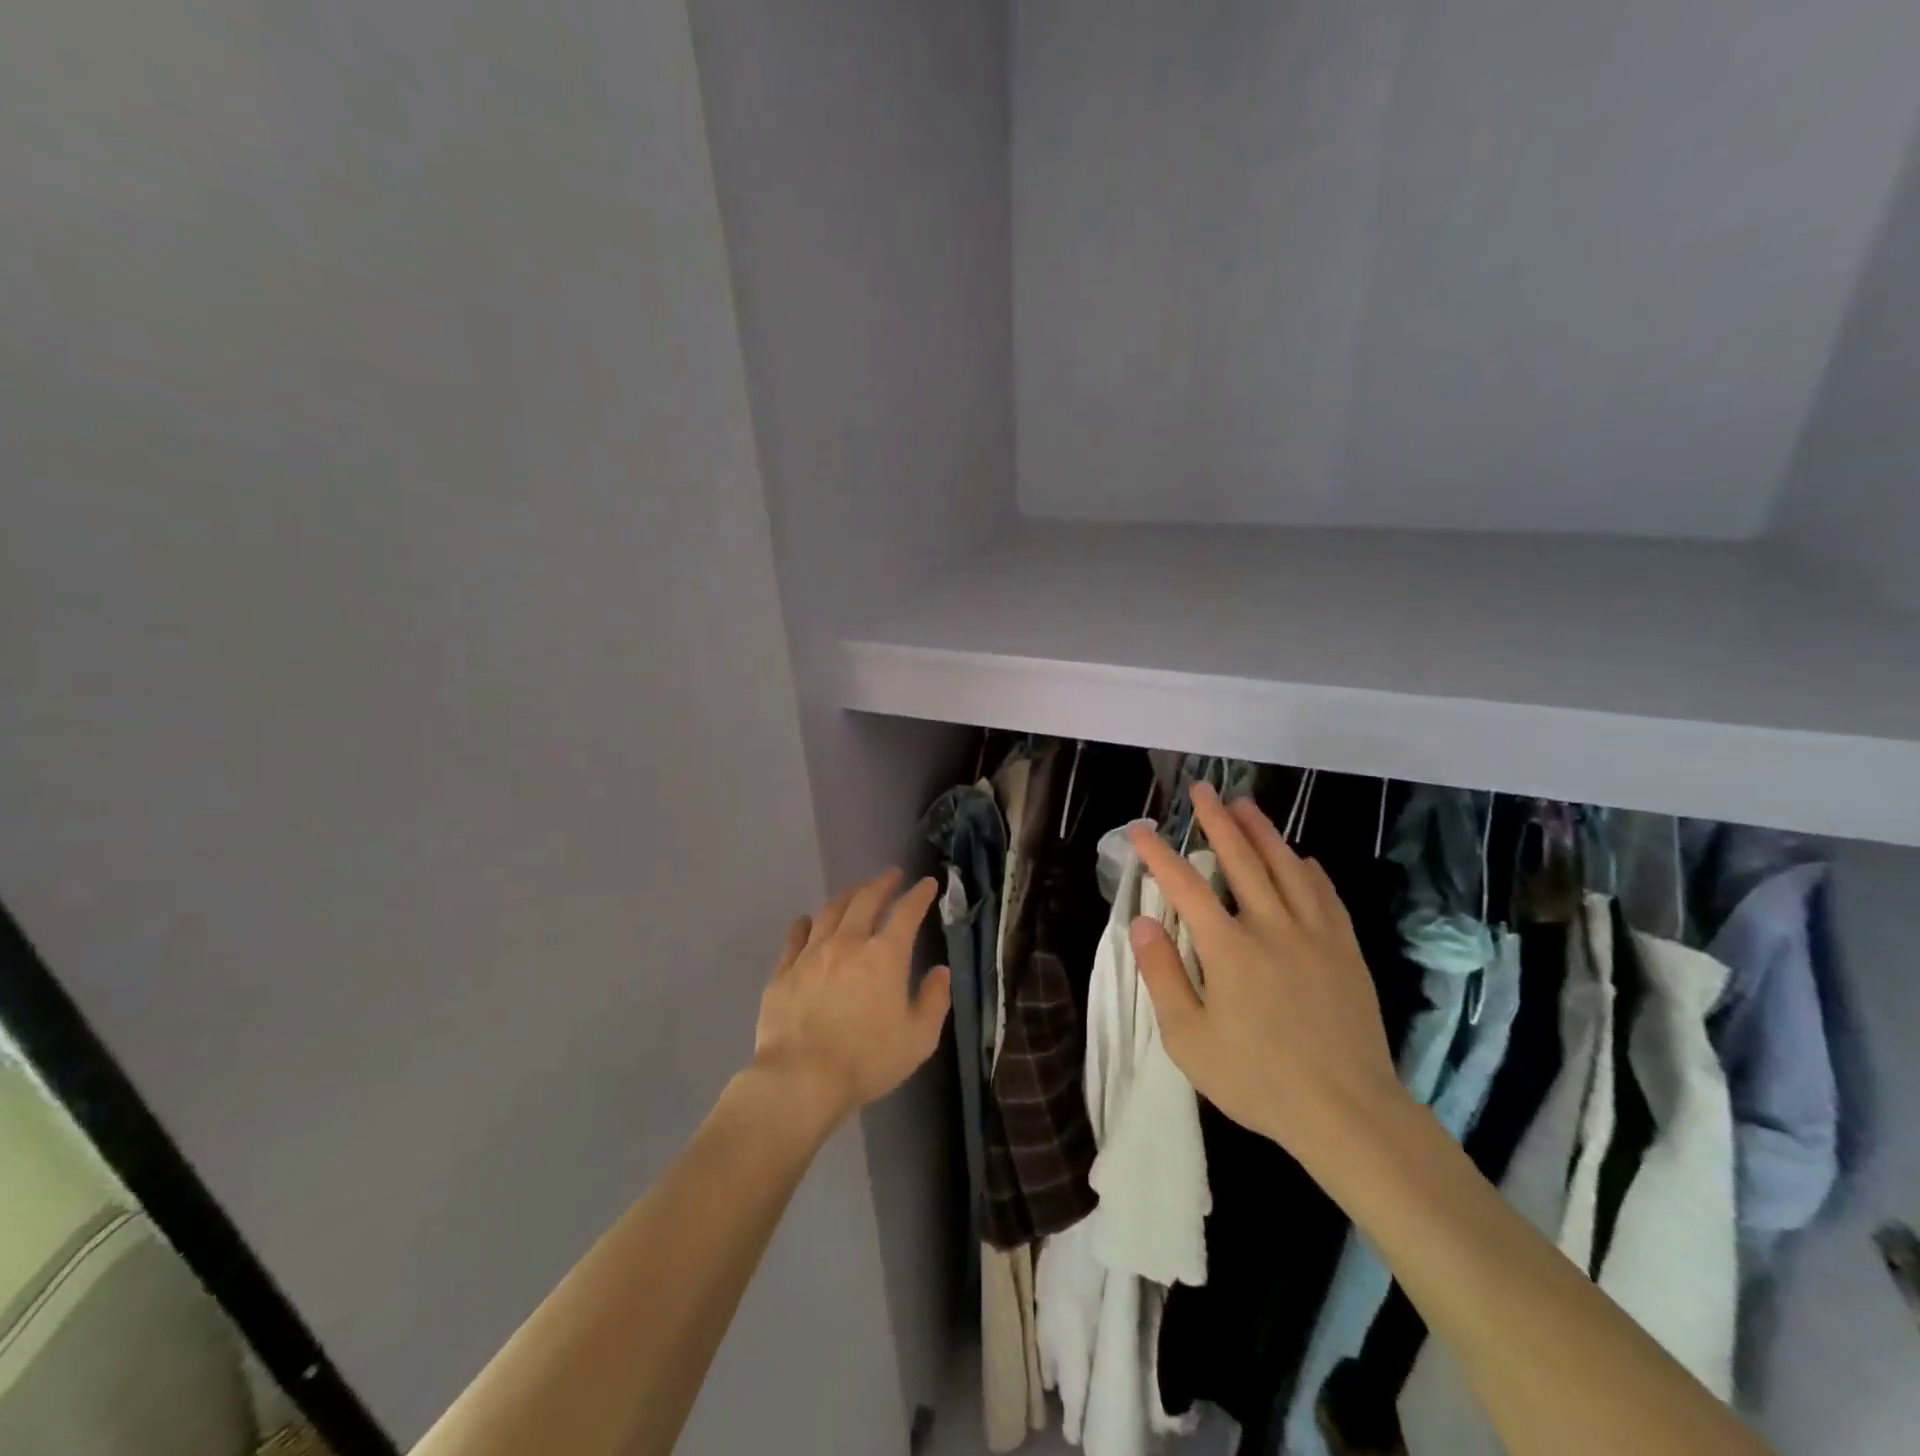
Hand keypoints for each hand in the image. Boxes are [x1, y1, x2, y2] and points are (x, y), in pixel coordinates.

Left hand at [752, 868, 951, 1124]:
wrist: (801, 1078)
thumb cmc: (867, 1060)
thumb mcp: (918, 1038)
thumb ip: (934, 1000)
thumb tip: (940, 971)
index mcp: (885, 955)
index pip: (906, 912)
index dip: (919, 895)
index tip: (927, 883)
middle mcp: (848, 943)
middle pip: (865, 900)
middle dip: (881, 883)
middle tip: (890, 876)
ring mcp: (811, 953)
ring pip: (830, 911)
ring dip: (847, 896)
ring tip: (855, 892)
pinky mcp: (784, 971)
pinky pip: (795, 935)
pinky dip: (806, 923)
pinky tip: (808, 921)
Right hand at [1127, 782, 1406, 1161]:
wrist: (1347, 1113)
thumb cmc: (1258, 1080)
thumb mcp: (1190, 1039)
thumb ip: (1163, 975)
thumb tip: (1142, 923)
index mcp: (1229, 950)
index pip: (1185, 887)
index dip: (1159, 854)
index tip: (1140, 828)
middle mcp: (1272, 928)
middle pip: (1241, 860)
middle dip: (1216, 821)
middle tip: (1202, 790)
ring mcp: (1315, 936)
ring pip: (1286, 867)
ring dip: (1263, 832)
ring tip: (1245, 804)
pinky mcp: (1345, 950)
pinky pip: (1326, 895)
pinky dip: (1309, 869)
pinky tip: (1301, 858)